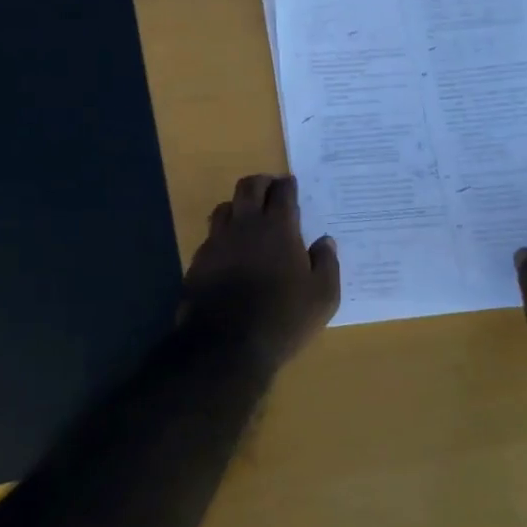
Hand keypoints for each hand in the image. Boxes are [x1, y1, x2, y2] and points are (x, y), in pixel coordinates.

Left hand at [181, 175, 340, 368]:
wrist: (226, 344)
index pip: (282, 192)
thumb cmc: (283, 318)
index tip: (291, 184)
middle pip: (248, 187)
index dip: (287, 185)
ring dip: (238, 205)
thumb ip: (327, 264)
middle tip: (270, 188)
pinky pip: (211, 236)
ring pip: (225, 207)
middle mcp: (245, 225)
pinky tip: (229, 249)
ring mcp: (217, 241)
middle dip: (261, 182)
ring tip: (248, 216)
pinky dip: (223, 234)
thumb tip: (325, 241)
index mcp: (278, 228)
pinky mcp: (199, 260)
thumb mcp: (322, 297)